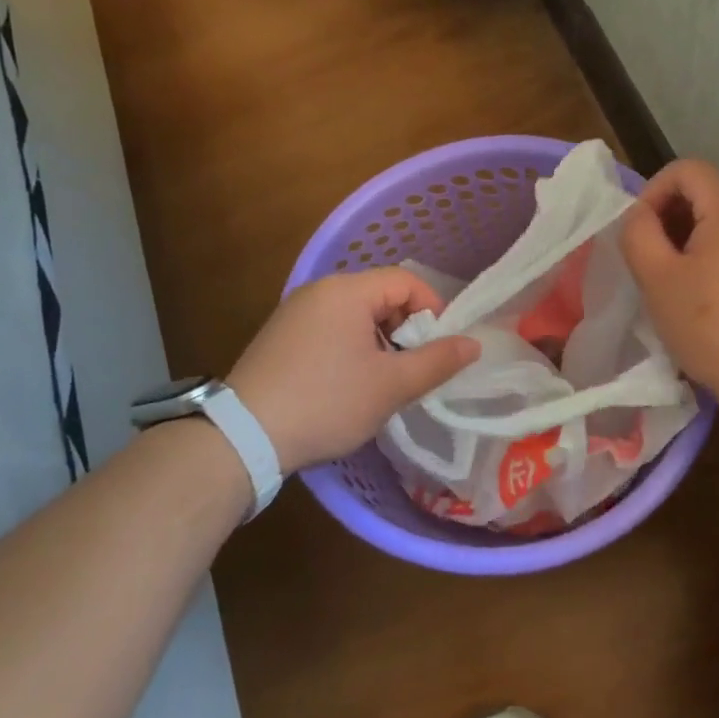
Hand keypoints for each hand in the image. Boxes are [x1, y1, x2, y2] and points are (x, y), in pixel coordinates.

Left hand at [227, 269, 480, 471]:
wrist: (245, 436)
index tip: (440, 349)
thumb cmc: (327, 402)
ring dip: (380, 342)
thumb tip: (473, 344)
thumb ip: (437, 361)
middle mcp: (318, 291)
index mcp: (347, 291)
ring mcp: (294, 313)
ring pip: (355, 316)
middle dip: (406, 329)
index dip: (433, 310)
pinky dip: (352, 349)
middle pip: (380, 296)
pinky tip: (349, 385)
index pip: (406, 282)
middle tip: (414, 370)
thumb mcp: (391, 385)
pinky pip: (330, 330)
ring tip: (384, 382)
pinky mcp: (280, 337)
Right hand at [620, 159, 718, 413]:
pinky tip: (702, 295)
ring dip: (688, 239)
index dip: (653, 193)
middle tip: (650, 259)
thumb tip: (641, 216)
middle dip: (669, 217)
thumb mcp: (656, 278)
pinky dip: (712, 255)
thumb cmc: (709, 325)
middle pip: (706, 191)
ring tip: (672, 280)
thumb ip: (638, 233)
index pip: (686, 169)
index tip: (639, 234)